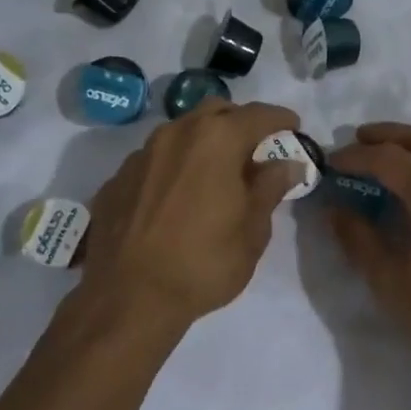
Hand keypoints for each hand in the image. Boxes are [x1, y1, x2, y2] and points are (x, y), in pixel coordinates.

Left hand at [80, 99, 303, 325]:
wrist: (128, 297)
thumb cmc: (204, 262)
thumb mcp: (252, 230)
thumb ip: (270, 187)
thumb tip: (288, 163)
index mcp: (216, 139)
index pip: (258, 115)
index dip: (280, 119)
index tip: (294, 127)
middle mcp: (175, 134)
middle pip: (215, 112)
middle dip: (239, 123)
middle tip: (255, 150)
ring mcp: (140, 155)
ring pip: (180, 133)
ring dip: (203, 143)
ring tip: (215, 174)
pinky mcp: (116, 180)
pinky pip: (154, 161)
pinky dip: (173, 168)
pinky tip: (177, 198)